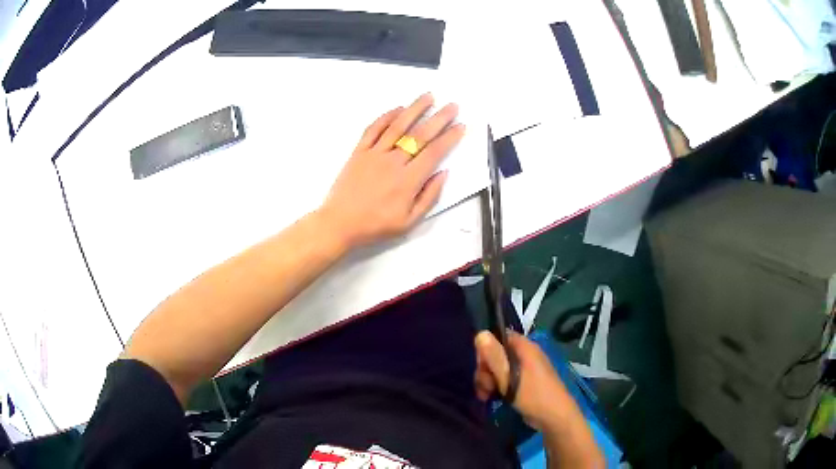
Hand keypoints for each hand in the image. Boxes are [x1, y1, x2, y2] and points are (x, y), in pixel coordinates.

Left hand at [318, 93, 464, 249]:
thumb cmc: (376, 225)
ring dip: (414, 109)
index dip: (449, 138)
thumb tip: (443, 173)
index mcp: (408, 181)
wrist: (340, 223)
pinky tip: (398, 109)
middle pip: (419, 135)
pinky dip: (386, 117)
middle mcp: (393, 162)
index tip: (461, 126)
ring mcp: (374, 154)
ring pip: (398, 126)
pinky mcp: (359, 152)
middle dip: (439, 118)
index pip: (434, 153)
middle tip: (452, 105)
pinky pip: (373, 130)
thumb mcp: (409, 221)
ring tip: (428, 96)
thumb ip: (429, 197)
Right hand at [474, 330, 579, 430]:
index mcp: (524, 348)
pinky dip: (496, 386)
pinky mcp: (524, 382)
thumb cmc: (533, 395)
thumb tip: (480, 333)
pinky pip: (505, 378)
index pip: (499, 337)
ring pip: (498, 368)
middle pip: (496, 354)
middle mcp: (525, 354)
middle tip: (485, 387)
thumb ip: (494, 357)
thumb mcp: (509, 377)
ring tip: (486, 396)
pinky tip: (491, 398)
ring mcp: (525, 369)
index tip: (481, 367)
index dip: (486, 349)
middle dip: (486, 370)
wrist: (554, 417)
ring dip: (488, 381)